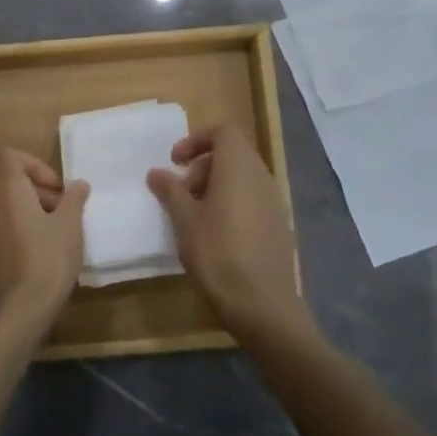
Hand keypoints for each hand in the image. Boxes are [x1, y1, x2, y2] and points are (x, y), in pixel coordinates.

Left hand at [0, 148, 89, 337]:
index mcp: (8, 191)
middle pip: (10, 180)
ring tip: (60, 234)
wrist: (18, 311)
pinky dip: (24, 229)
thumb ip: (74, 199)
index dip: (35, 164)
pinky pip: (6, 227)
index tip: (57, 187)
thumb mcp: (70, 226)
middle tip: (64, 211)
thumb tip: (78, 184)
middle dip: (40, 189)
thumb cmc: (47, 260)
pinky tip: (46, 253)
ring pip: (9, 205)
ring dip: (35, 211)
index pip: (10, 156)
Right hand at [147, 124, 312, 348]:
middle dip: (202, 166)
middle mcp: (261, 177)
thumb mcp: (184, 220)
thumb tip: (157, 172)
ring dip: (215, 186)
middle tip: (180, 193)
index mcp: (239, 168)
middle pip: (232, 154)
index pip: (223, 132)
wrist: (261, 303)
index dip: (196, 140)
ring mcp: (274, 202)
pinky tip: (216, 235)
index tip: (175, 162)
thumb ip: (170, 190)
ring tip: (194, 216)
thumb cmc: (217, 253)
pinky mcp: (279, 225)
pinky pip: (252, 200)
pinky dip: (231, 203)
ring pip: (242, 178)